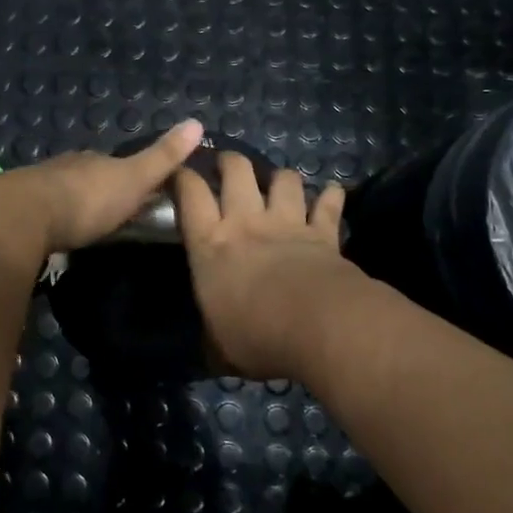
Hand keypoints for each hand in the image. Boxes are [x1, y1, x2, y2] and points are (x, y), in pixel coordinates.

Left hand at [0, 120, 205, 257]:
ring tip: (84, 227)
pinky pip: (42, 212)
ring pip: (63, 193)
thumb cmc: (88, 199)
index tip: (141, 192)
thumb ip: (163, 157)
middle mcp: (67, 167)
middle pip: (88, 177)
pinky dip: (51, 220)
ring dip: (73, 205)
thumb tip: (197, 122)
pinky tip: (54, 234)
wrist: (26, 215)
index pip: (116, 164)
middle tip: (113, 214)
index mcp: (95, 160)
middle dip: (99, 190)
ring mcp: (40, 187)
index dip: (131, 176)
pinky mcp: (19, 211)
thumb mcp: (134, 178)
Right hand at [174, 152, 359, 378]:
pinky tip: (333, 192)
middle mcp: (246, 222)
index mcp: (211, 244)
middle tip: (226, 164)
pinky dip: (331, 197)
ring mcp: (287, 223)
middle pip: (236, 171)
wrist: (320, 327)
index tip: (178, 172)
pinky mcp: (323, 233)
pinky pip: (329, 205)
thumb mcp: (219, 345)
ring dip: (280, 177)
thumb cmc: (257, 335)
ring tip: (279, 182)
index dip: (182, 177)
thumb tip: (209, 350)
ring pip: (284, 180)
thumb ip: (212, 335)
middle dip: (230, 161)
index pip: (190, 195)